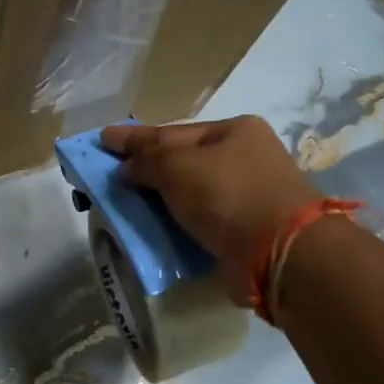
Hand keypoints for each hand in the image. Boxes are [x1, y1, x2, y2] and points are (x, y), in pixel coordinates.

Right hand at [102, 117, 320, 295]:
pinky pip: (200, 222)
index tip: (102, 138)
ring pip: (191, 194)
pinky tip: (153, 229)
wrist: (280, 253)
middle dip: (147, 169)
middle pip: (183, 161)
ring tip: (125, 204)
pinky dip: (176, 224)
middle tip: (111, 174)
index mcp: (234, 131)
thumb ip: (146, 161)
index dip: (134, 138)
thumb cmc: (228, 194)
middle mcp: (245, 158)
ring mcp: (249, 196)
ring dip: (160, 200)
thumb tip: (127, 168)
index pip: (172, 132)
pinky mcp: (245, 231)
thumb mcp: (177, 167)